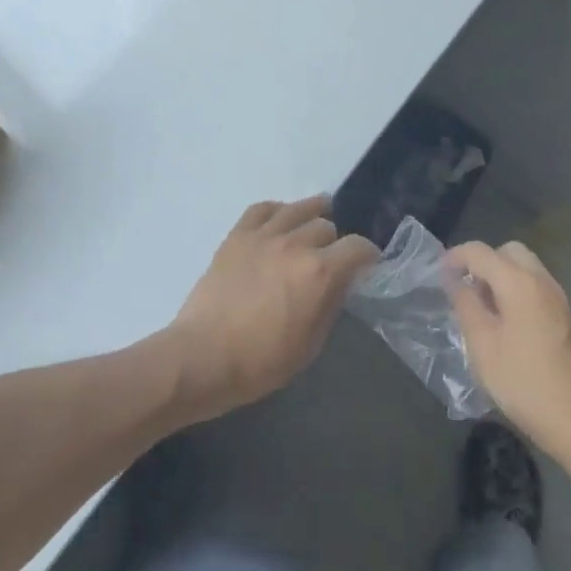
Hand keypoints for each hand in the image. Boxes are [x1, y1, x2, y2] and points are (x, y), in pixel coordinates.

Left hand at [165, 196, 379, 417]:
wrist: (202, 357)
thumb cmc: (259, 363)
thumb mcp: (309, 346)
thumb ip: (330, 306)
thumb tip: (341, 283)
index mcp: (319, 273)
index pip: (357, 247)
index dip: (367, 255)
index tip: (366, 265)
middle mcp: (295, 244)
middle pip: (327, 226)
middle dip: (334, 242)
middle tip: (329, 259)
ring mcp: (264, 235)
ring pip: (299, 209)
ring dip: (311, 216)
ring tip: (312, 224)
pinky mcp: (237, 235)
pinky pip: (263, 208)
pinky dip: (277, 211)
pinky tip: (279, 222)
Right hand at [448, 240, 570, 462]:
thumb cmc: (523, 381)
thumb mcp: (482, 345)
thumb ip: (466, 305)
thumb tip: (456, 281)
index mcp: (519, 282)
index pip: (480, 251)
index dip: (455, 256)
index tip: (439, 273)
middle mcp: (542, 281)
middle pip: (509, 252)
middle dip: (484, 262)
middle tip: (466, 289)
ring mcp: (560, 300)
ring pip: (527, 269)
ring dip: (502, 277)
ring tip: (484, 309)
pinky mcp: (568, 319)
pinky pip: (537, 289)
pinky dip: (518, 292)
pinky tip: (508, 325)